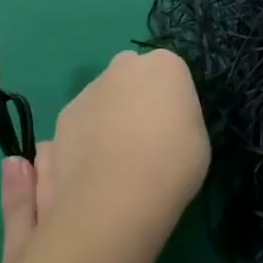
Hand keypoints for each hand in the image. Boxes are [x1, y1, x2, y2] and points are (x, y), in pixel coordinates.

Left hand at [0, 49, 207, 262]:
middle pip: (132, 75)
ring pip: (104, 97)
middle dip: (136, 96)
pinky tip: (92, 169)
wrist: (115, 197)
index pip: (170, 72)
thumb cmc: (170, 166)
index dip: (171, 100)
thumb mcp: (198, 140)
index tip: (174, 126)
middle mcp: (124, 66)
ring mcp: (89, 89)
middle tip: (144, 137)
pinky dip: (86, 138)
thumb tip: (162, 122)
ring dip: (109, 117)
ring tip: (115, 161)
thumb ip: (180, 118)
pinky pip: (82, 122)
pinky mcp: (64, 115)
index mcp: (164, 65)